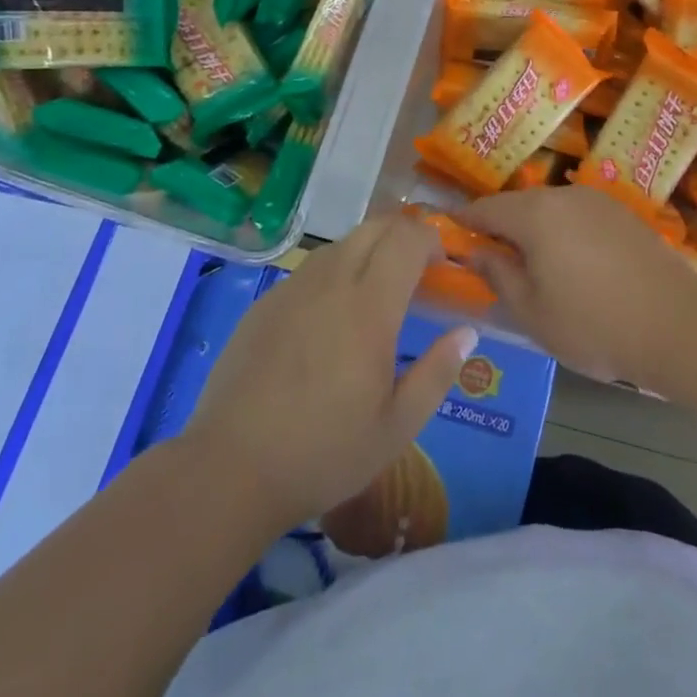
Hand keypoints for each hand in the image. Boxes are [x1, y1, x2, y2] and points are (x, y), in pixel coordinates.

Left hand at [183, 215, 478, 534]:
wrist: (230, 469)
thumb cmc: (324, 453)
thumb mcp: (397, 427)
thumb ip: (437, 373)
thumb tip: (466, 332)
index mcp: (369, 307)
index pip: (407, 238)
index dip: (431, 240)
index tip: (441, 267)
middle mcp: (331, 283)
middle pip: (374, 227)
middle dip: (403, 235)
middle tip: (416, 272)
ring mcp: (292, 289)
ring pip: (340, 244)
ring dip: (368, 252)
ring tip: (376, 294)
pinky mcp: (264, 304)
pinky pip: (310, 269)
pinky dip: (334, 273)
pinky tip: (330, 319)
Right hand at [457, 186, 696, 389]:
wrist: (679, 325)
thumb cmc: (594, 324)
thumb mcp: (532, 312)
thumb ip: (498, 275)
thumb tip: (476, 252)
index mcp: (535, 214)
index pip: (484, 209)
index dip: (463, 224)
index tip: (448, 240)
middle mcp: (564, 195)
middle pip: (518, 205)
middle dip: (500, 229)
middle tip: (492, 264)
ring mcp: (598, 201)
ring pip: (550, 210)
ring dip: (534, 231)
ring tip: (534, 269)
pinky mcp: (624, 214)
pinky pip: (579, 217)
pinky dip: (565, 234)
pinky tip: (575, 267)